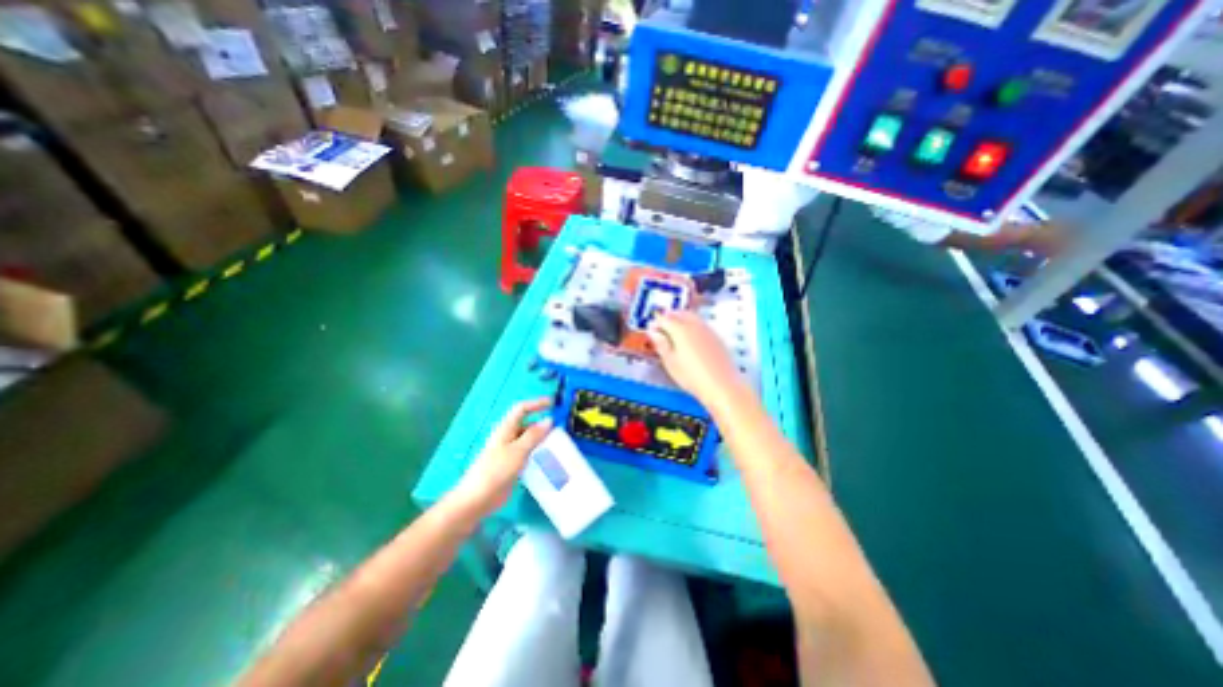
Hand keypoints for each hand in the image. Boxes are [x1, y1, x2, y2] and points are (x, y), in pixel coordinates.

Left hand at [449, 401, 554, 518]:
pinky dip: (538, 451)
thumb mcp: (518, 450)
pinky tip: (548, 458)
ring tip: (559, 442)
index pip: (522, 409)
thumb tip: (549, 420)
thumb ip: (534, 435)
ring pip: (528, 439)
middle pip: (527, 423)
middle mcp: (508, 436)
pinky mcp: (511, 464)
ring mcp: (509, 451)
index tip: (553, 403)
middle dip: (542, 422)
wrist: (478, 498)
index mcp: (506, 428)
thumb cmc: (496, 470)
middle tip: (561, 427)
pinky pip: (528, 452)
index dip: (537, 404)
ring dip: (542, 438)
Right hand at [648, 311, 744, 409]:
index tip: (651, 330)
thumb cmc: (693, 377)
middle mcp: (694, 325)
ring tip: (674, 333)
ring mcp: (707, 330)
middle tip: (661, 328)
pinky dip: (692, 325)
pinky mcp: (716, 337)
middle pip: (678, 313)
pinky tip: (690, 338)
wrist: (722, 386)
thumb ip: (661, 345)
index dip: (655, 323)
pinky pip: (701, 324)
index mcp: (680, 330)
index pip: (664, 319)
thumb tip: (654, 333)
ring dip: (680, 319)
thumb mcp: (671, 363)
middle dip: (668, 318)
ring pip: (691, 316)